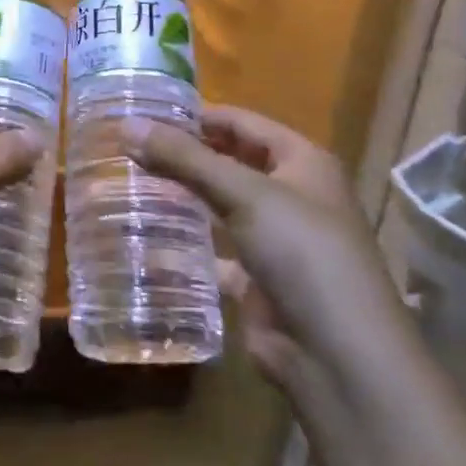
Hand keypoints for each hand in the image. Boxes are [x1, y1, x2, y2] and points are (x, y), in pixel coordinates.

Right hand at [122, 105, 406, 386]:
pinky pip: (217, 251)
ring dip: (184, 195)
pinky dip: (188, 243)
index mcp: (303, 162)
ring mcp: (277, 240)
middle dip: (186, 154)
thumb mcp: (243, 193)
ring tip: (130, 181)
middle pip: (231, 162)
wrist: (338, 355)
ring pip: (222, 205)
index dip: (198, 114)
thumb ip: (185, 158)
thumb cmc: (301, 252)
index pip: (242, 122)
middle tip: (129, 145)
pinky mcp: (259, 279)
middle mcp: (293, 195)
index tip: (145, 111)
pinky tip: (149, 234)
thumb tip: (127, 124)